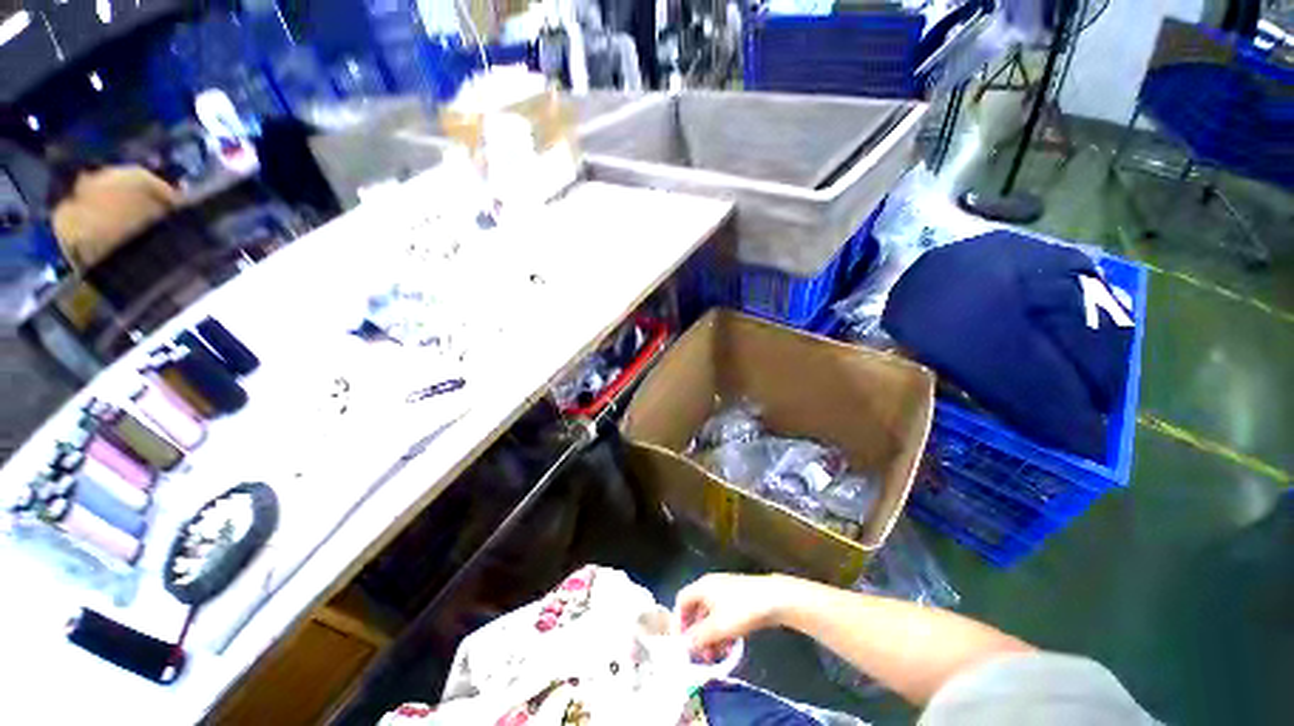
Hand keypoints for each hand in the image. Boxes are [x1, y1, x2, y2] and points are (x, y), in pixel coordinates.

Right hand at [674, 574, 793, 654]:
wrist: (774, 599)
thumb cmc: (741, 609)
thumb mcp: (717, 627)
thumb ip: (698, 637)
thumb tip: (684, 645)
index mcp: (702, 586)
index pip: (682, 601)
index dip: (678, 622)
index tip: (681, 644)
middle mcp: (711, 586)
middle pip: (696, 609)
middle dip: (696, 634)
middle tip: (698, 656)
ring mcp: (726, 592)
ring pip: (710, 616)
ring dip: (710, 637)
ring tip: (714, 658)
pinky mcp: (739, 599)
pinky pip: (723, 617)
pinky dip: (722, 632)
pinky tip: (729, 648)